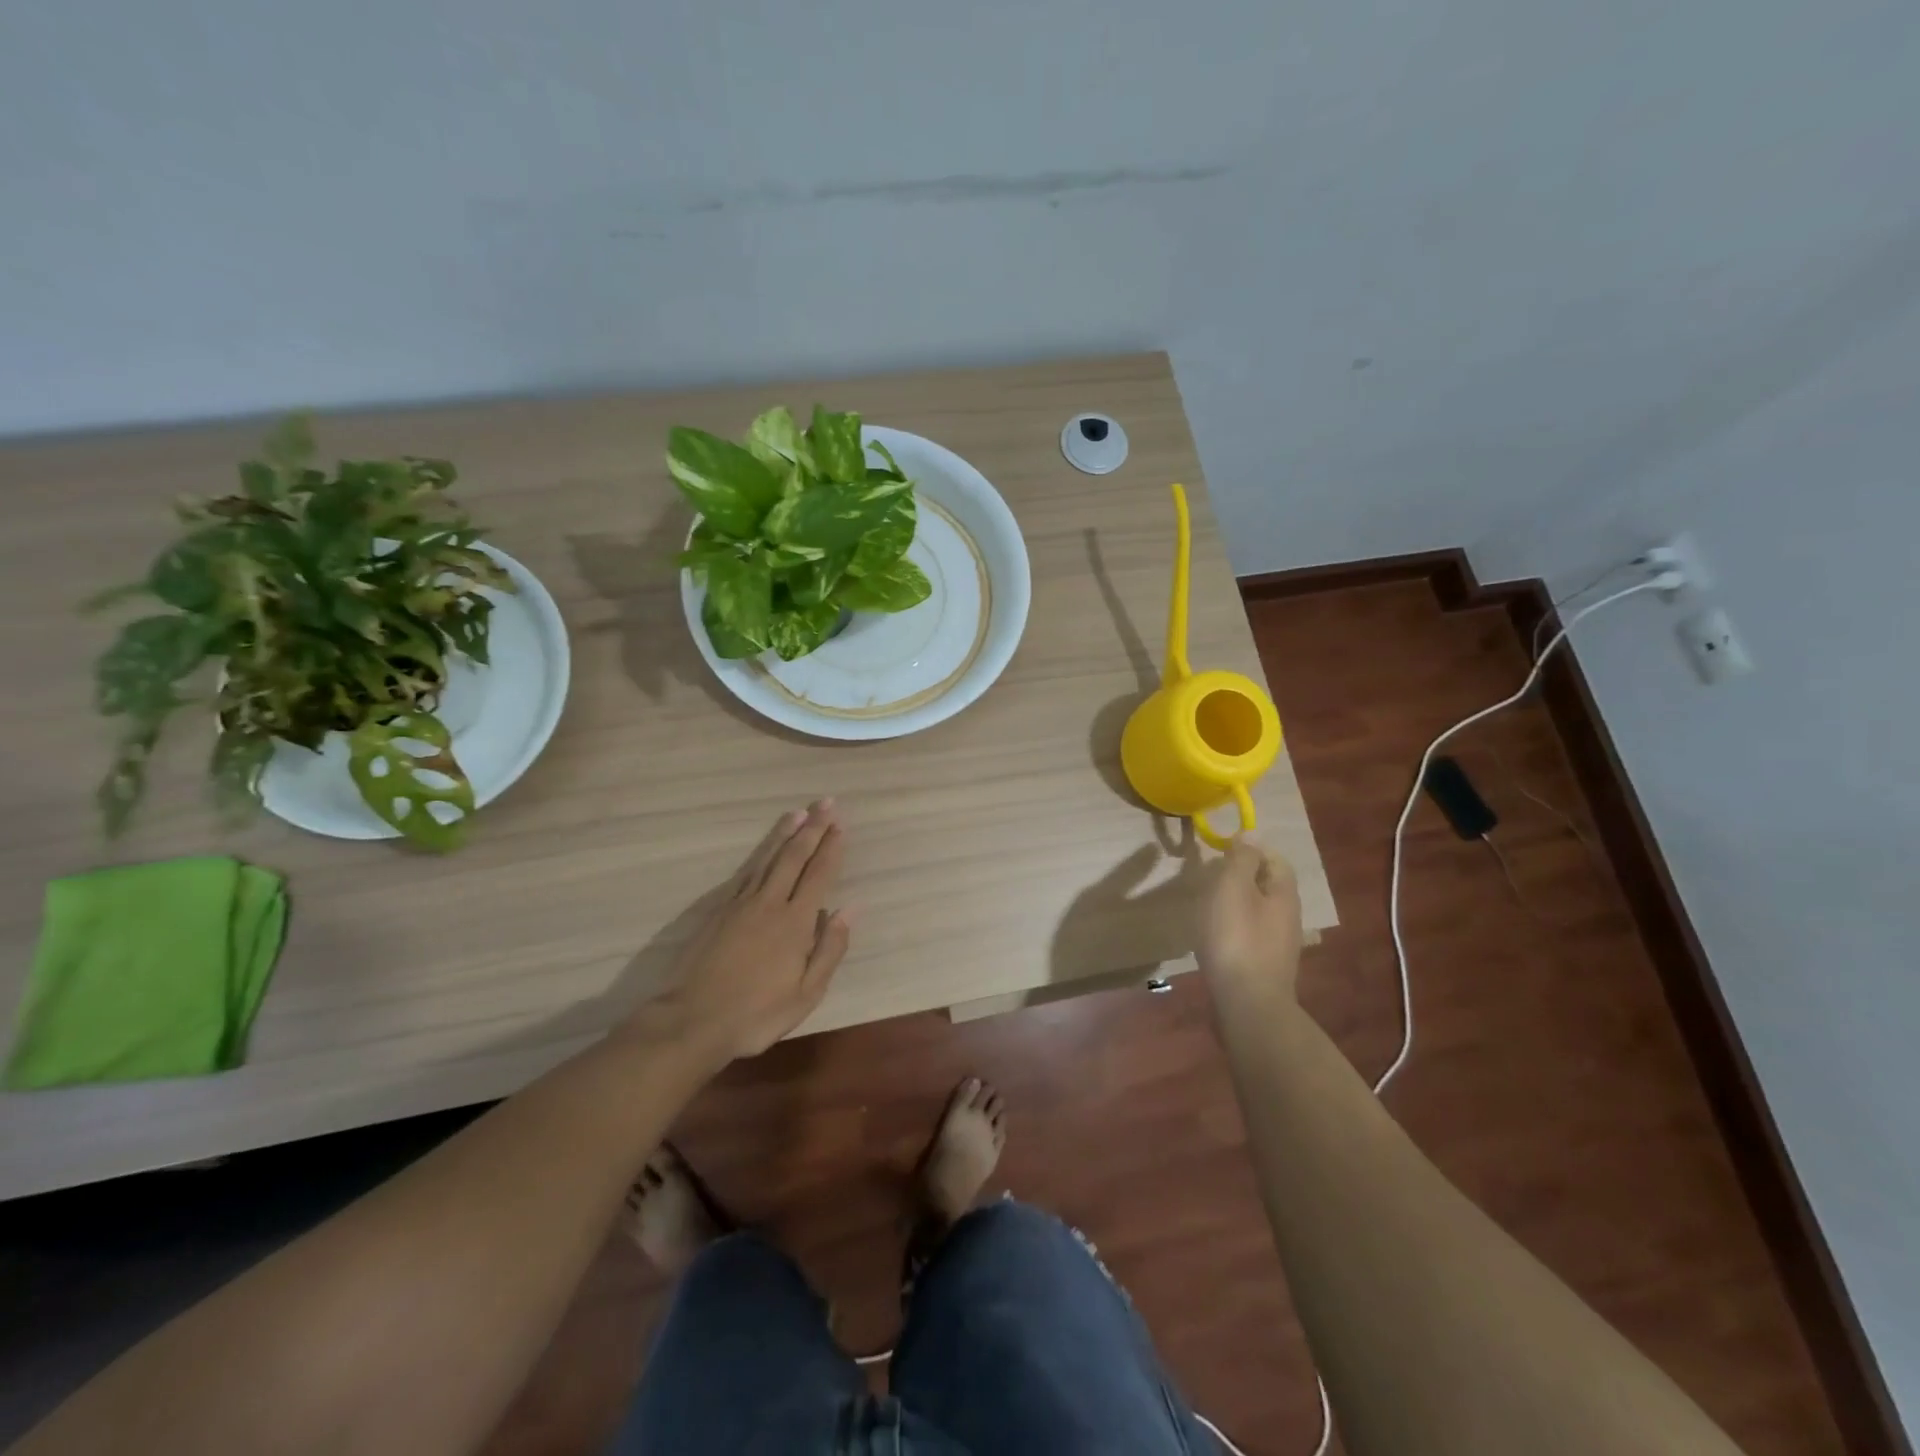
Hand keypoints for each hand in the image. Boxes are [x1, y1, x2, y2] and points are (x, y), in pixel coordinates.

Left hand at [643, 801, 851, 1063]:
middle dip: (812, 828)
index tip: (841, 826)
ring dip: (785, 834)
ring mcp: (740, 904)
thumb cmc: (756, 1013)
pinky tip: (765, 851)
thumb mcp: (806, 993)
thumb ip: (829, 949)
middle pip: (794, 857)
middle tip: (826, 803)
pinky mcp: (718, 911)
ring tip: (798, 813)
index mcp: (795, 922)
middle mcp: (770, 903)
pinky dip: (760, 856)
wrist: (691, 1021)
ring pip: (768, 859)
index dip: (831, 849)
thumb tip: (848, 910)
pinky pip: (746, 873)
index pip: (819, 875)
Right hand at [1196, 838, 1302, 1013]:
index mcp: (1284, 893)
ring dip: (1235, 902)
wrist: (1247, 1005)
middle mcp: (1288, 916)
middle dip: (1241, 875)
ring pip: (1258, 910)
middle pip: (1267, 885)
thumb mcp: (1233, 888)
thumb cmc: (1236, 938)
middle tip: (1210, 876)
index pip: (1274, 858)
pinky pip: (1250, 934)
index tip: (1221, 849)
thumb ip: (1242, 859)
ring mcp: (1278, 944)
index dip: (1250, 848)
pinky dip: (1233, 927)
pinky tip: (1213, 936)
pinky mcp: (1264, 966)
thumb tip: (1251, 834)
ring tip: (1207, 905)